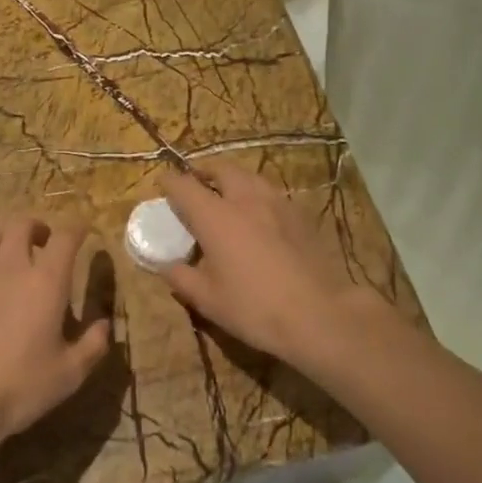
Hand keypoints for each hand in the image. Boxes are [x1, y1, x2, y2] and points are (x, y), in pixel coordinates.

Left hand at [0, 215, 110, 447]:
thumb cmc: (24, 384)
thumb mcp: (71, 371)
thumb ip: (93, 344)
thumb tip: (104, 325)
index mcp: (48, 281)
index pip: (65, 237)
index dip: (77, 229)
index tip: (84, 232)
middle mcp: (13, 267)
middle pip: (22, 224)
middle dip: (37, 226)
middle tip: (45, 241)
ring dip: (6, 238)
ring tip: (12, 254)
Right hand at [159, 161, 383, 367]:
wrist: (318, 313)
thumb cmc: (254, 307)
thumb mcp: (207, 300)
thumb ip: (181, 278)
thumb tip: (166, 266)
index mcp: (215, 216)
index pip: (185, 186)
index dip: (170, 182)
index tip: (163, 185)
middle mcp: (245, 199)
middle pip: (221, 168)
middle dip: (204, 170)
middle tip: (196, 183)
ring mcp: (277, 203)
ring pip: (250, 176)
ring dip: (233, 179)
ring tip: (227, 195)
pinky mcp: (300, 215)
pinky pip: (271, 193)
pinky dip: (257, 195)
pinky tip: (259, 216)